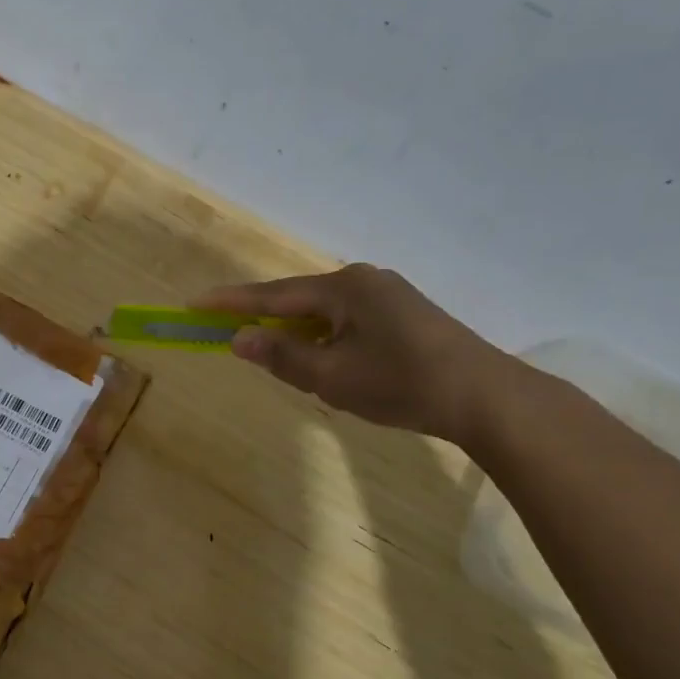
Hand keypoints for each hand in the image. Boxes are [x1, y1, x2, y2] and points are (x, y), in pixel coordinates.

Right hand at [193, 264, 512, 442]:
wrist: (486, 398)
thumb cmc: (402, 384)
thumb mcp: (332, 376)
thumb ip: (281, 356)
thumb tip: (239, 338)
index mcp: (343, 288)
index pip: (273, 296)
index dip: (231, 303)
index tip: (194, 304)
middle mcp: (363, 281)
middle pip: (298, 302)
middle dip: (265, 322)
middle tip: (232, 338)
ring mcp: (387, 295)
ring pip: (324, 314)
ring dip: (298, 336)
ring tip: (282, 362)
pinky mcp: (403, 314)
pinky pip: (346, 321)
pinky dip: (325, 339)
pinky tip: (327, 362)